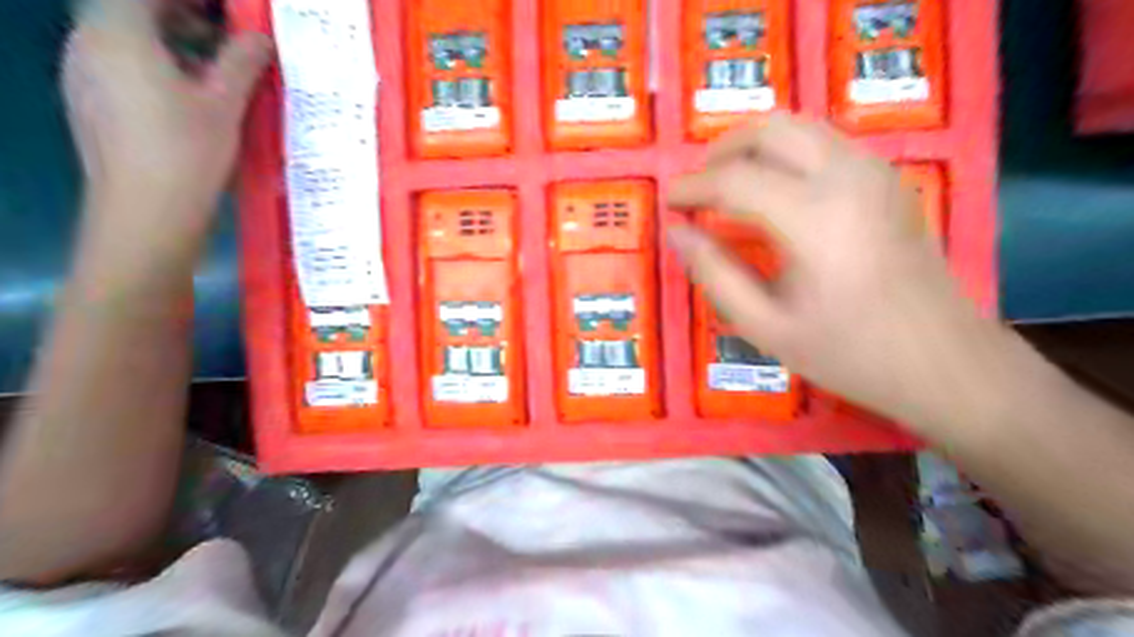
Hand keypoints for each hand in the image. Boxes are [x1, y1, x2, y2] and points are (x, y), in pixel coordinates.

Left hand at [63, 1, 270, 258]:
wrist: (146, 211)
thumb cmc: (187, 151)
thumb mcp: (225, 104)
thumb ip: (242, 63)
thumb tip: (260, 38)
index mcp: (117, 33)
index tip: (228, 12)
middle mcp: (87, 44)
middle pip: (132, 12)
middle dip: (182, 18)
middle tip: (228, 40)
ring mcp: (82, 75)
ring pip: (125, 41)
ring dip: (171, 45)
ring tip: (216, 74)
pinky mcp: (89, 105)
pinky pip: (119, 68)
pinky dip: (155, 69)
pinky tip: (190, 101)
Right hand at [667, 115, 990, 428]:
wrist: (944, 360)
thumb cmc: (848, 352)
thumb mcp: (766, 327)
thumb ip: (715, 274)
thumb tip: (677, 233)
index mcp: (813, 219)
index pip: (734, 180)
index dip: (692, 187)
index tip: (669, 203)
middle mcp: (846, 177)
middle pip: (769, 129)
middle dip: (722, 151)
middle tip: (698, 188)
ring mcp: (874, 171)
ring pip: (799, 126)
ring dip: (754, 146)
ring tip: (728, 185)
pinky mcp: (887, 178)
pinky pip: (824, 141)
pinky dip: (786, 153)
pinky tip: (774, 192)